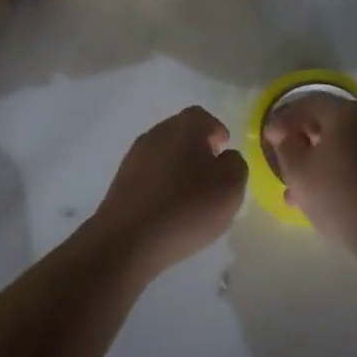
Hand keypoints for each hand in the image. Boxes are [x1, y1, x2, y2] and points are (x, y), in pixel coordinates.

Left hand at [89, 107, 248, 277]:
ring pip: (163, 154)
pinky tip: (169, 210)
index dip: (216, 131)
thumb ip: (235, 165)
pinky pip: (149, 175)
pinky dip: (161, 185)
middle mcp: (156, 134)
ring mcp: (134, 157)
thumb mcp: (231, 187)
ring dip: (178, 168)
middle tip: (211, 175)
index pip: (202, 117)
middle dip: (197, 149)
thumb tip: (225, 158)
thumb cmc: (187, 208)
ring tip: (192, 197)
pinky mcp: (121, 182)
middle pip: (181, 133)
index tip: (224, 151)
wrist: (128, 239)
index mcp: (184, 127)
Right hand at [262, 95, 356, 260]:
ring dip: (318, 162)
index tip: (267, 139)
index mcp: (347, 113)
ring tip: (296, 190)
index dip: (284, 119)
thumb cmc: (340, 196)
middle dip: (302, 141)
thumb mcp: (299, 172)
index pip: (309, 103)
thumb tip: (286, 135)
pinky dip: (338, 174)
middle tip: (282, 160)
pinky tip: (323, 199)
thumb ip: (286, 147)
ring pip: (344, 148)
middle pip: (329, 124)